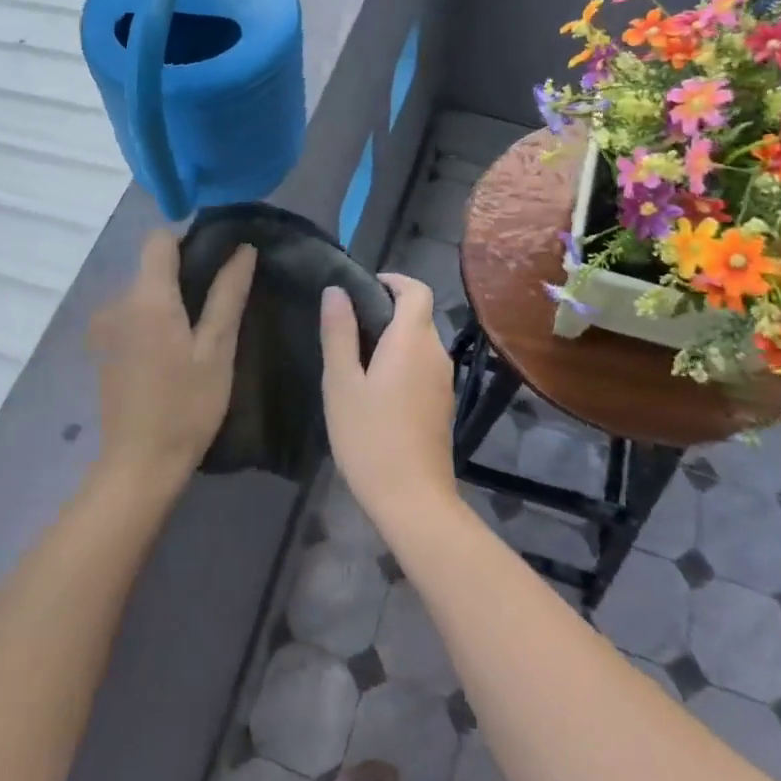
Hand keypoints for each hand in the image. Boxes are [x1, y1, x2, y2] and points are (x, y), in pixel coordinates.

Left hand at [88, 230, 256, 490]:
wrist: (139, 465)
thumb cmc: (186, 405)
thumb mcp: (217, 349)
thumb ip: (227, 294)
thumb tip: (243, 250)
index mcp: (146, 297)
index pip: (159, 239)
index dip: (189, 240)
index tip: (217, 260)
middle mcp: (118, 302)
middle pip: (151, 265)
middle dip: (184, 273)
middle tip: (220, 301)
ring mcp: (106, 328)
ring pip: (143, 292)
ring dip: (170, 299)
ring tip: (201, 330)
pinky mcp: (103, 349)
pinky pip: (132, 315)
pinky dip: (154, 320)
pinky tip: (174, 352)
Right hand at [319, 275, 457, 529]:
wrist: (413, 499)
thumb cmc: (370, 436)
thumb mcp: (342, 382)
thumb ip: (339, 332)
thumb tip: (336, 290)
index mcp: (413, 339)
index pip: (416, 290)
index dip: (393, 281)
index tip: (363, 287)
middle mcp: (436, 353)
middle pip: (418, 315)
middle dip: (387, 310)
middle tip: (348, 326)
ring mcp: (444, 381)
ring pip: (421, 342)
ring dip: (394, 338)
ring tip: (356, 358)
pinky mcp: (443, 404)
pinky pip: (423, 366)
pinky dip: (403, 362)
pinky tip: (376, 388)